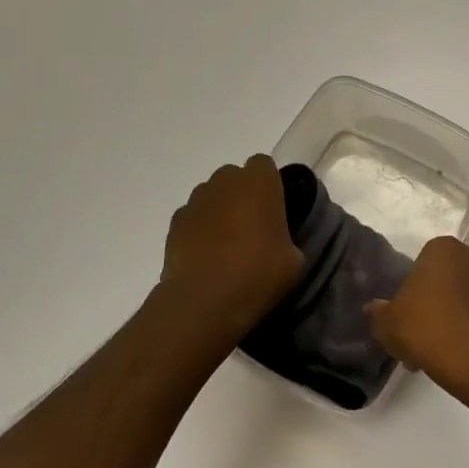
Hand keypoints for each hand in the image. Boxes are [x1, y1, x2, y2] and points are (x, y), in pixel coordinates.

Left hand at [157, 156, 302, 351]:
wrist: (203, 302)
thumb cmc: (257, 273)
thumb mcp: (293, 260)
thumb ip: (288, 239)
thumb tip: (279, 244)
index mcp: (259, 181)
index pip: (264, 165)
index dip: (269, 185)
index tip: (274, 209)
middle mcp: (225, 181)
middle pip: (235, 177)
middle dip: (242, 195)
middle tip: (252, 226)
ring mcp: (196, 201)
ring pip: (211, 196)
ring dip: (219, 211)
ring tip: (226, 244)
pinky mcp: (174, 224)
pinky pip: (192, 218)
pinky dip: (198, 230)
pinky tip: (205, 256)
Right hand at [366, 236, 468, 387]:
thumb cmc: (426, 329)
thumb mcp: (387, 323)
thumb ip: (379, 311)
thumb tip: (376, 308)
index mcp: (444, 249)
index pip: (425, 263)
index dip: (415, 290)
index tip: (409, 316)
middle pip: (451, 278)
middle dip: (440, 300)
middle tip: (425, 334)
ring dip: (461, 314)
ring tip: (447, 349)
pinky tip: (468, 353)